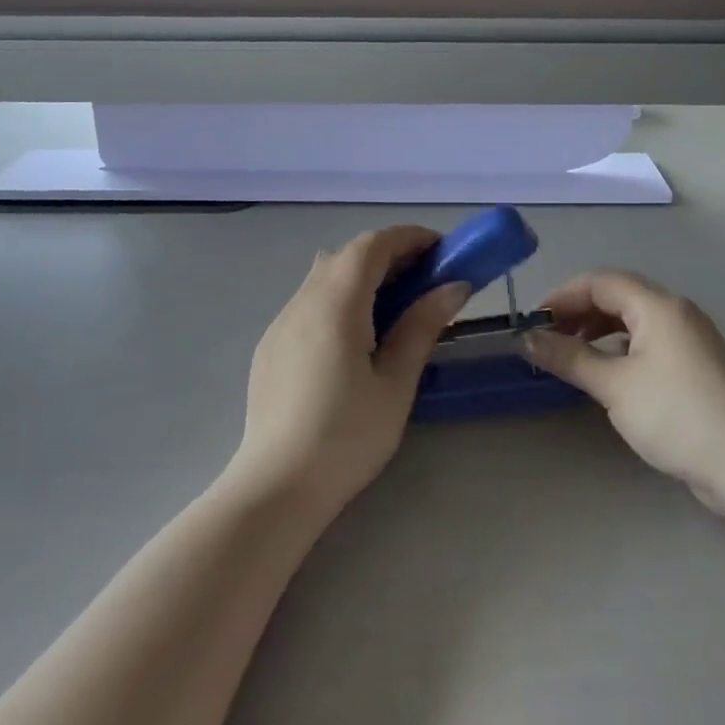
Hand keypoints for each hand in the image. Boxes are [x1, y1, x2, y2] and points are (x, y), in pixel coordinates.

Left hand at [233, 226, 468, 516]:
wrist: (276, 486)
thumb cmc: (347, 435)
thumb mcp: (395, 381)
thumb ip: (422, 325)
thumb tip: (453, 286)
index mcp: (335, 302)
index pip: (372, 245)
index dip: (409, 238)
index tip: (442, 250)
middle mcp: (302, 300)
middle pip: (346, 256)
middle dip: (389, 257)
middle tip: (425, 281)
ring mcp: (280, 323)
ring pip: (324, 277)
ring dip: (362, 277)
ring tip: (394, 309)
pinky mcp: (270, 346)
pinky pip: (309, 303)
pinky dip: (339, 299)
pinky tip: (354, 339)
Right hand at [525, 271, 724, 503]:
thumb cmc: (675, 415)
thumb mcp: (614, 385)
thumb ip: (569, 357)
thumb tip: (528, 338)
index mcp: (657, 305)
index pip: (600, 281)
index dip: (562, 296)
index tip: (533, 323)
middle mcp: (675, 311)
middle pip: (618, 295)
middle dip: (578, 311)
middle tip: (547, 338)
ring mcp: (690, 338)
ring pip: (633, 318)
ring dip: (598, 329)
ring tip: (571, 354)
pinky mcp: (695, 364)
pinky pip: (648, 340)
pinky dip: (620, 346)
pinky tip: (606, 371)